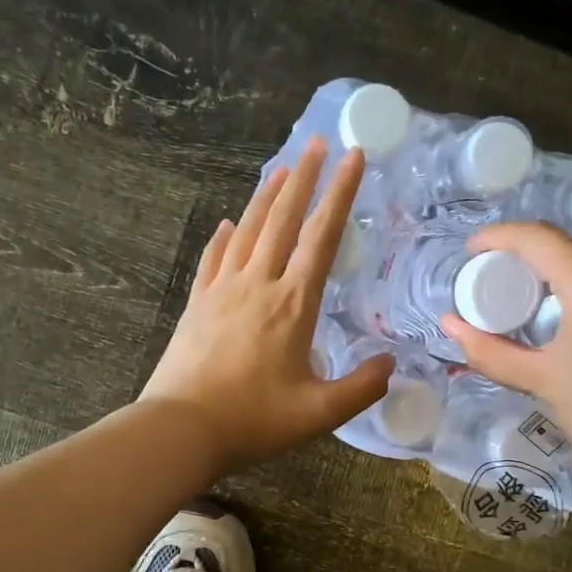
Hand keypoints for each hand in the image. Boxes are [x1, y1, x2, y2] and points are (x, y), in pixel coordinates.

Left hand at [142, 138, 392, 475]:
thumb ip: (361, 388)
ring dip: (266, 196)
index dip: (340, 194)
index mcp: (292, 304)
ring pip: (248, 229)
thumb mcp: (319, 413)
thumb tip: (390, 365)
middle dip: (304, 178)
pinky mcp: (197, 304)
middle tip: (317, 143)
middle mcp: (258, 284)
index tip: (353, 157)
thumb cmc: (253, 421)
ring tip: (281, 168)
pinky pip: (214, 258)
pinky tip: (228, 223)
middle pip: (283, 219)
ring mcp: (222, 290)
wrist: (181, 429)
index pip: (322, 237)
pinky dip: (224, 236)